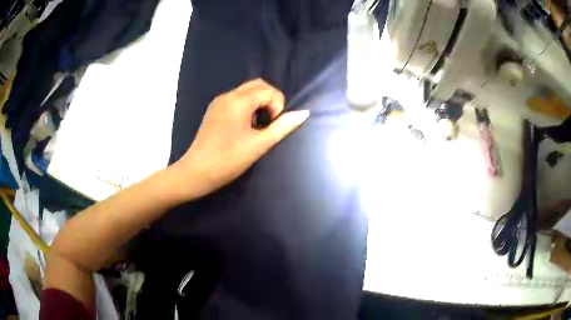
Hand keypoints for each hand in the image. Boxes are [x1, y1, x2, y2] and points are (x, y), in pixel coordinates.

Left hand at [175, 79, 308, 197]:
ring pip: (246, 90)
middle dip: (270, 98)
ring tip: (258, 124)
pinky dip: (247, 105)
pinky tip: (244, 125)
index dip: (277, 104)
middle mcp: (227, 95)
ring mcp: (218, 102)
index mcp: (238, 101)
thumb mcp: (259, 144)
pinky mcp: (213, 109)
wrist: (197, 171)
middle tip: (270, 121)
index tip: (273, 125)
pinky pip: (235, 98)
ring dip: (258, 101)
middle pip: (257, 85)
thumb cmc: (229, 160)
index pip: (268, 90)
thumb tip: (303, 113)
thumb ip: (282, 127)